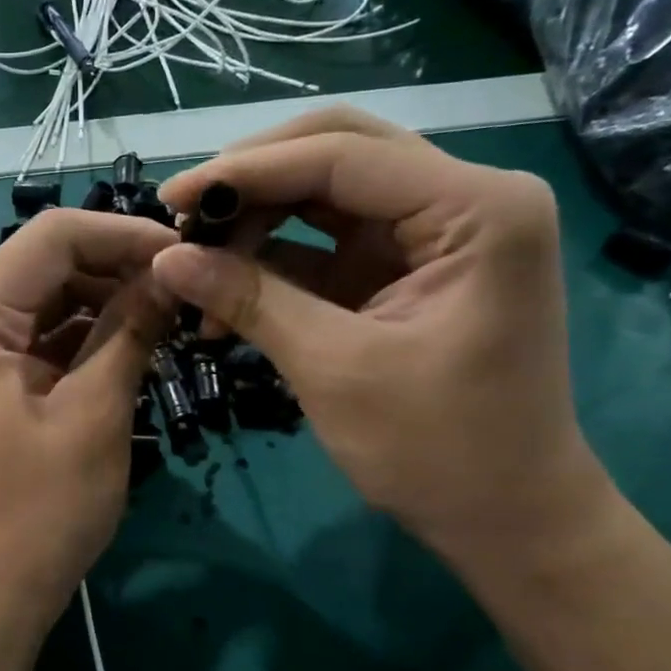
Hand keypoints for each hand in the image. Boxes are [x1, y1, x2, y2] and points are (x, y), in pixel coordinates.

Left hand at [0, 208, 175, 631]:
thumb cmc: (39, 510)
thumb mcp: (95, 413)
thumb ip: (131, 331)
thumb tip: (172, 272)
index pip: (54, 236)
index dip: (124, 234)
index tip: (187, 255)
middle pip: (50, 262)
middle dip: (119, 267)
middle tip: (186, 290)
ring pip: (53, 299)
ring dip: (110, 302)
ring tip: (170, 319)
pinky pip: (48, 338)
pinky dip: (91, 336)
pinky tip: (136, 346)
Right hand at [152, 106, 611, 563]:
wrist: (506, 516)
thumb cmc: (438, 448)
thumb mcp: (334, 368)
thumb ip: (250, 299)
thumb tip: (165, 257)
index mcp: (475, 209)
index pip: (342, 157)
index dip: (245, 171)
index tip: (170, 199)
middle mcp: (463, 199)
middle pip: (337, 154)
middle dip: (252, 183)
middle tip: (183, 219)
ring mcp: (432, 234)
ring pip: (324, 195)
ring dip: (256, 224)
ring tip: (196, 269)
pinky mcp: (403, 269)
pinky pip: (325, 244)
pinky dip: (273, 262)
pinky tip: (224, 293)